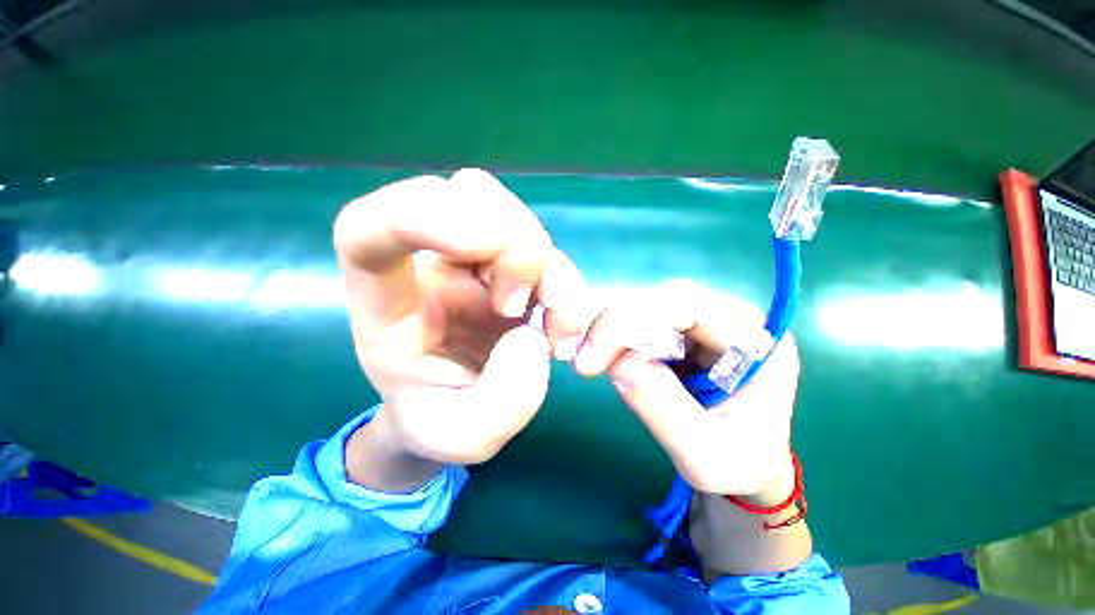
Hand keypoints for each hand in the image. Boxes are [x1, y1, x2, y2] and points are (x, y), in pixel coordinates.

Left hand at [333, 169, 587, 475]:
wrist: (459, 408)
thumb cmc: (439, 419)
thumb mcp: (461, 437)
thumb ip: (498, 406)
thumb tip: (530, 338)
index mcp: (388, 301)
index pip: (371, 226)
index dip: (421, 213)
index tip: (487, 247)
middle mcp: (431, 265)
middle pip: (468, 195)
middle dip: (513, 247)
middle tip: (518, 310)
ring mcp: (474, 261)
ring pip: (512, 216)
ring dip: (547, 268)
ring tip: (552, 330)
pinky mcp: (510, 269)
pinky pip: (545, 251)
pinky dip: (564, 282)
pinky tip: (561, 326)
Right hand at [572, 280, 798, 496]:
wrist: (745, 469)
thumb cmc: (738, 467)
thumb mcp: (705, 456)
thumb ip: (665, 410)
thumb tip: (618, 364)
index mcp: (753, 339)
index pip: (686, 305)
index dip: (631, 320)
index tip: (591, 357)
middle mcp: (728, 319)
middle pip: (661, 300)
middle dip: (615, 326)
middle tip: (583, 361)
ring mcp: (703, 324)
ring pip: (646, 307)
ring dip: (611, 331)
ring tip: (589, 361)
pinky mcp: (680, 333)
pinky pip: (640, 322)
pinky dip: (614, 337)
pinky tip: (602, 356)